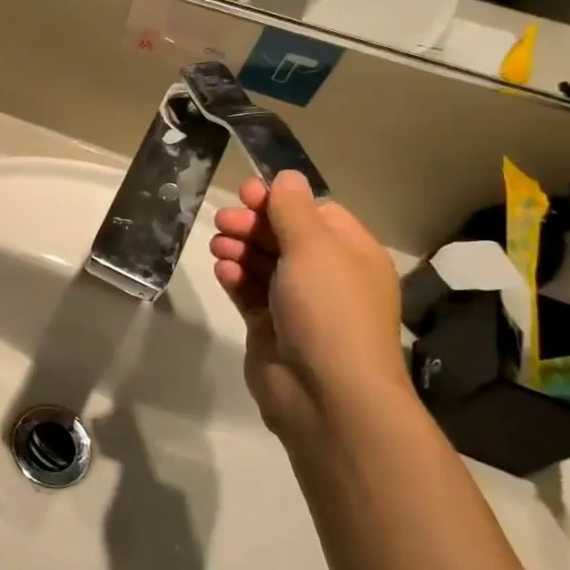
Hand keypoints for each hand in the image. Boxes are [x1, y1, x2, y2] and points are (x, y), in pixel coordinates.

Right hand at [208, 170, 407, 441]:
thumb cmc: (328, 311)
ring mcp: (297, 303)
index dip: (280, 201)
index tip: (246, 194)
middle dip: (252, 224)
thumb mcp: (314, 249)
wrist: (325, 392)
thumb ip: (293, 210)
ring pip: (262, 263)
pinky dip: (235, 278)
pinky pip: (249, 291)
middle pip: (284, 236)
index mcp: (351, 253)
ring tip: (218, 248)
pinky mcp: (270, 326)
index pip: (315, 213)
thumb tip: (287, 176)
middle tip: (223, 221)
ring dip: (239, 249)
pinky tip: (223, 273)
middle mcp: (327, 275)